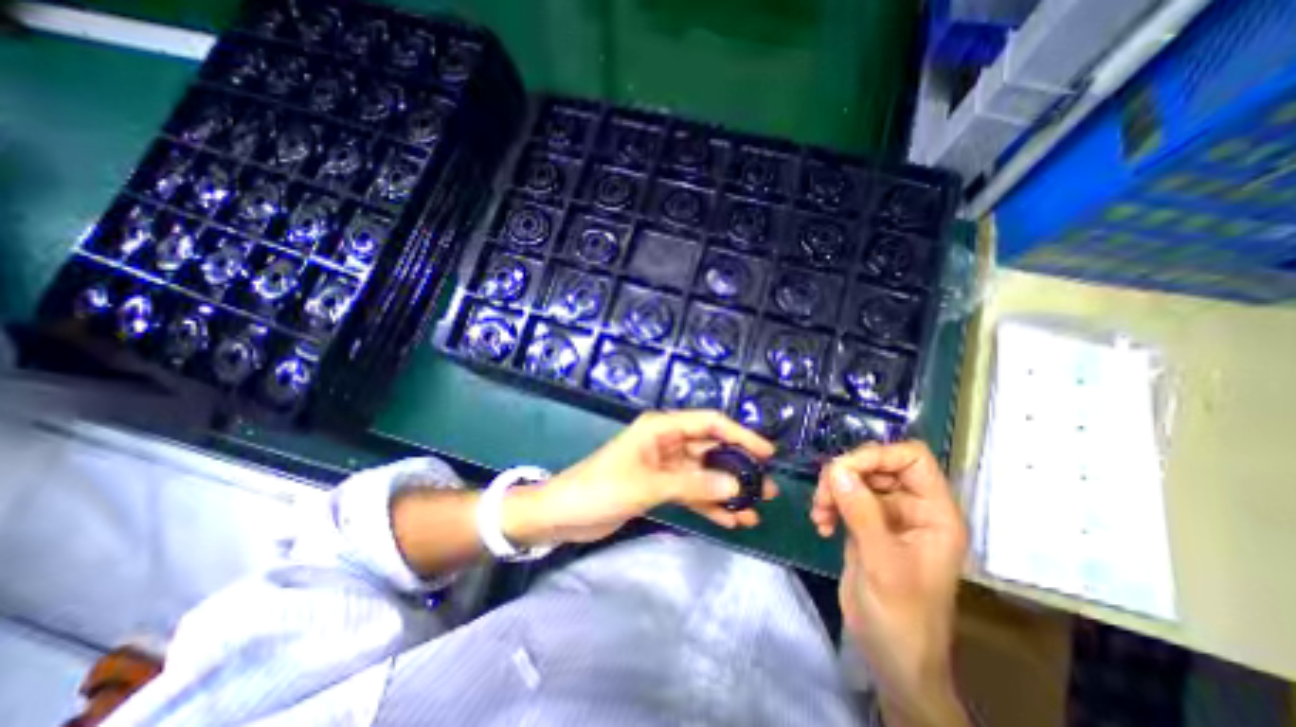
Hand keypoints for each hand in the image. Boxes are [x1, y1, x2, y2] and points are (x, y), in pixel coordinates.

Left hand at [502, 413, 766, 547]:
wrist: (564, 513)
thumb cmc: (601, 488)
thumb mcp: (648, 484)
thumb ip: (692, 483)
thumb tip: (736, 485)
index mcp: (662, 428)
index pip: (709, 423)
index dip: (740, 435)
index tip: (767, 453)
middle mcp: (667, 442)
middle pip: (711, 449)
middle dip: (738, 468)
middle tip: (767, 489)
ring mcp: (664, 465)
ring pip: (704, 474)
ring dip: (727, 490)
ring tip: (755, 510)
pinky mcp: (660, 487)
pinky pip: (691, 492)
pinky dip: (709, 504)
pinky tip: (731, 521)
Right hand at [812, 439, 965, 723]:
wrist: (892, 659)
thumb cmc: (902, 618)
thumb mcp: (883, 565)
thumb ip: (861, 514)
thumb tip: (836, 469)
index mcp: (934, 513)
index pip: (912, 458)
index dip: (878, 455)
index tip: (843, 470)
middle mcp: (912, 507)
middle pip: (877, 464)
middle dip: (846, 475)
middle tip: (823, 496)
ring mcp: (887, 516)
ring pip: (855, 478)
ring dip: (832, 490)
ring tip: (818, 513)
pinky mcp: (865, 525)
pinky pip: (843, 497)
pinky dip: (828, 504)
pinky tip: (820, 525)